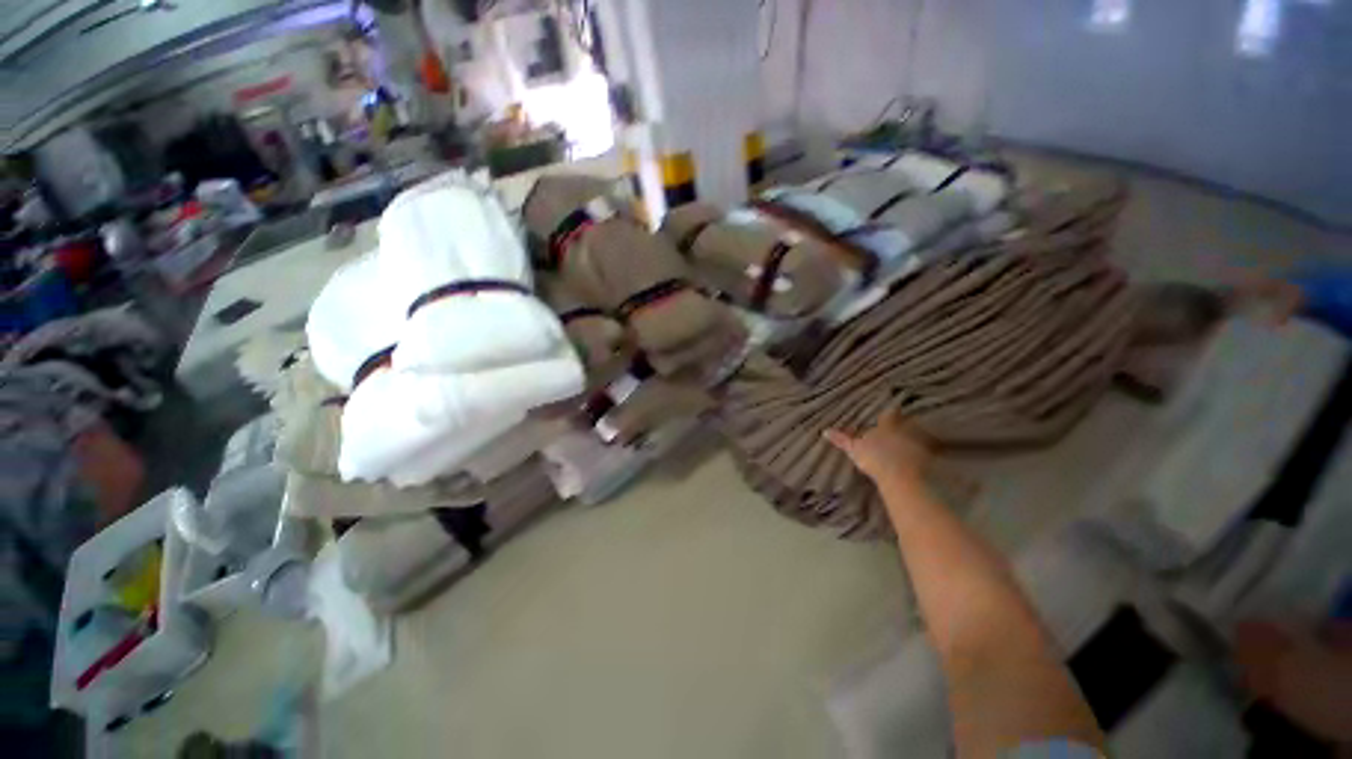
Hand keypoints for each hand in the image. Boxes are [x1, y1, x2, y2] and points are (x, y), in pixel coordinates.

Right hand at [825, 408, 932, 489]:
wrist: (901, 477)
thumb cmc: (875, 458)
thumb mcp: (854, 449)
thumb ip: (842, 439)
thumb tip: (825, 431)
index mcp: (887, 425)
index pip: (890, 413)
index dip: (890, 413)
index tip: (890, 412)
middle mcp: (906, 429)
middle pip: (908, 422)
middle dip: (906, 423)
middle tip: (903, 425)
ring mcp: (920, 443)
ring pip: (920, 435)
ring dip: (917, 436)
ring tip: (914, 440)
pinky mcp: (930, 457)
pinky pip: (929, 450)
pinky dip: (927, 452)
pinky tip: (925, 456)